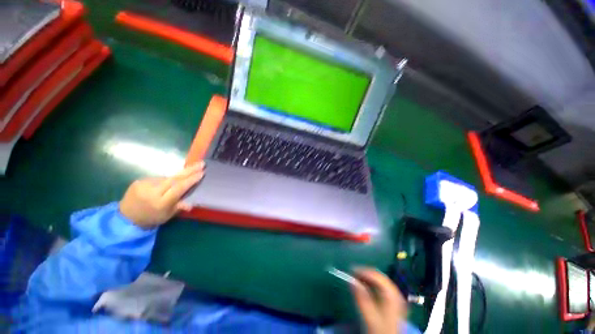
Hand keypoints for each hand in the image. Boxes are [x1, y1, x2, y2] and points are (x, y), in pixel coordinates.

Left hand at [119, 162, 204, 227]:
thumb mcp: (168, 216)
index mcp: (161, 202)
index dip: (191, 180)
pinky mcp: (139, 181)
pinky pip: (159, 178)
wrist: (126, 217)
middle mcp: (152, 192)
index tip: (202, 173)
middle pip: (174, 178)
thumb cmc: (152, 218)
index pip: (179, 188)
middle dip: (190, 170)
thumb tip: (191, 204)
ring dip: (179, 176)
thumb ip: (179, 207)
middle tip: (202, 163)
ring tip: (189, 173)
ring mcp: (144, 184)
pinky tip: (168, 183)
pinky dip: (166, 179)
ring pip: (167, 177)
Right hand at [352, 268, 406, 333]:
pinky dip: (372, 284)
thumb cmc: (380, 330)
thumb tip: (351, 280)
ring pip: (380, 281)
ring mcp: (396, 297)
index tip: (350, 270)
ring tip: (356, 279)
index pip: (377, 276)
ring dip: (368, 278)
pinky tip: (365, 287)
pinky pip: (381, 286)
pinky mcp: (393, 302)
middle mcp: (396, 293)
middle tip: (352, 273)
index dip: (363, 271)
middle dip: (365, 273)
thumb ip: (361, 298)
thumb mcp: (369, 317)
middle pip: (379, 277)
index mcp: (392, 295)